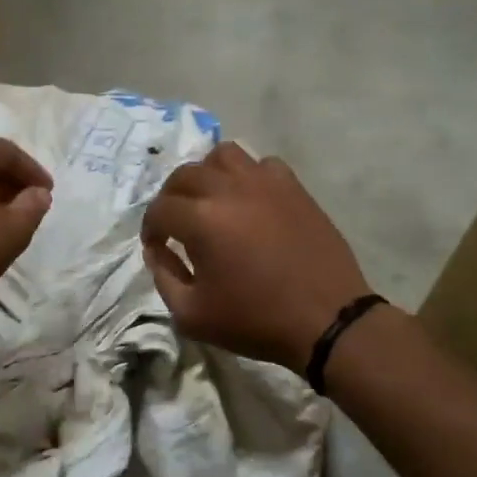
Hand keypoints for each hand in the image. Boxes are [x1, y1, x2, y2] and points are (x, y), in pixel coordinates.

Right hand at [142, 143, 372, 371]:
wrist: (325, 320)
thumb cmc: (255, 321)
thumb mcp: (192, 315)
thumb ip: (164, 278)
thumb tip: (157, 252)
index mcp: (202, 220)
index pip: (160, 209)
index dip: (150, 229)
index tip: (156, 249)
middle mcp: (230, 190)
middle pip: (185, 174)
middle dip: (171, 198)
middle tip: (175, 223)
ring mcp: (265, 183)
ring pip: (223, 156)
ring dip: (207, 175)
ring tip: (209, 201)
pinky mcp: (293, 188)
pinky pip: (262, 165)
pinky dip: (246, 176)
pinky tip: (248, 201)